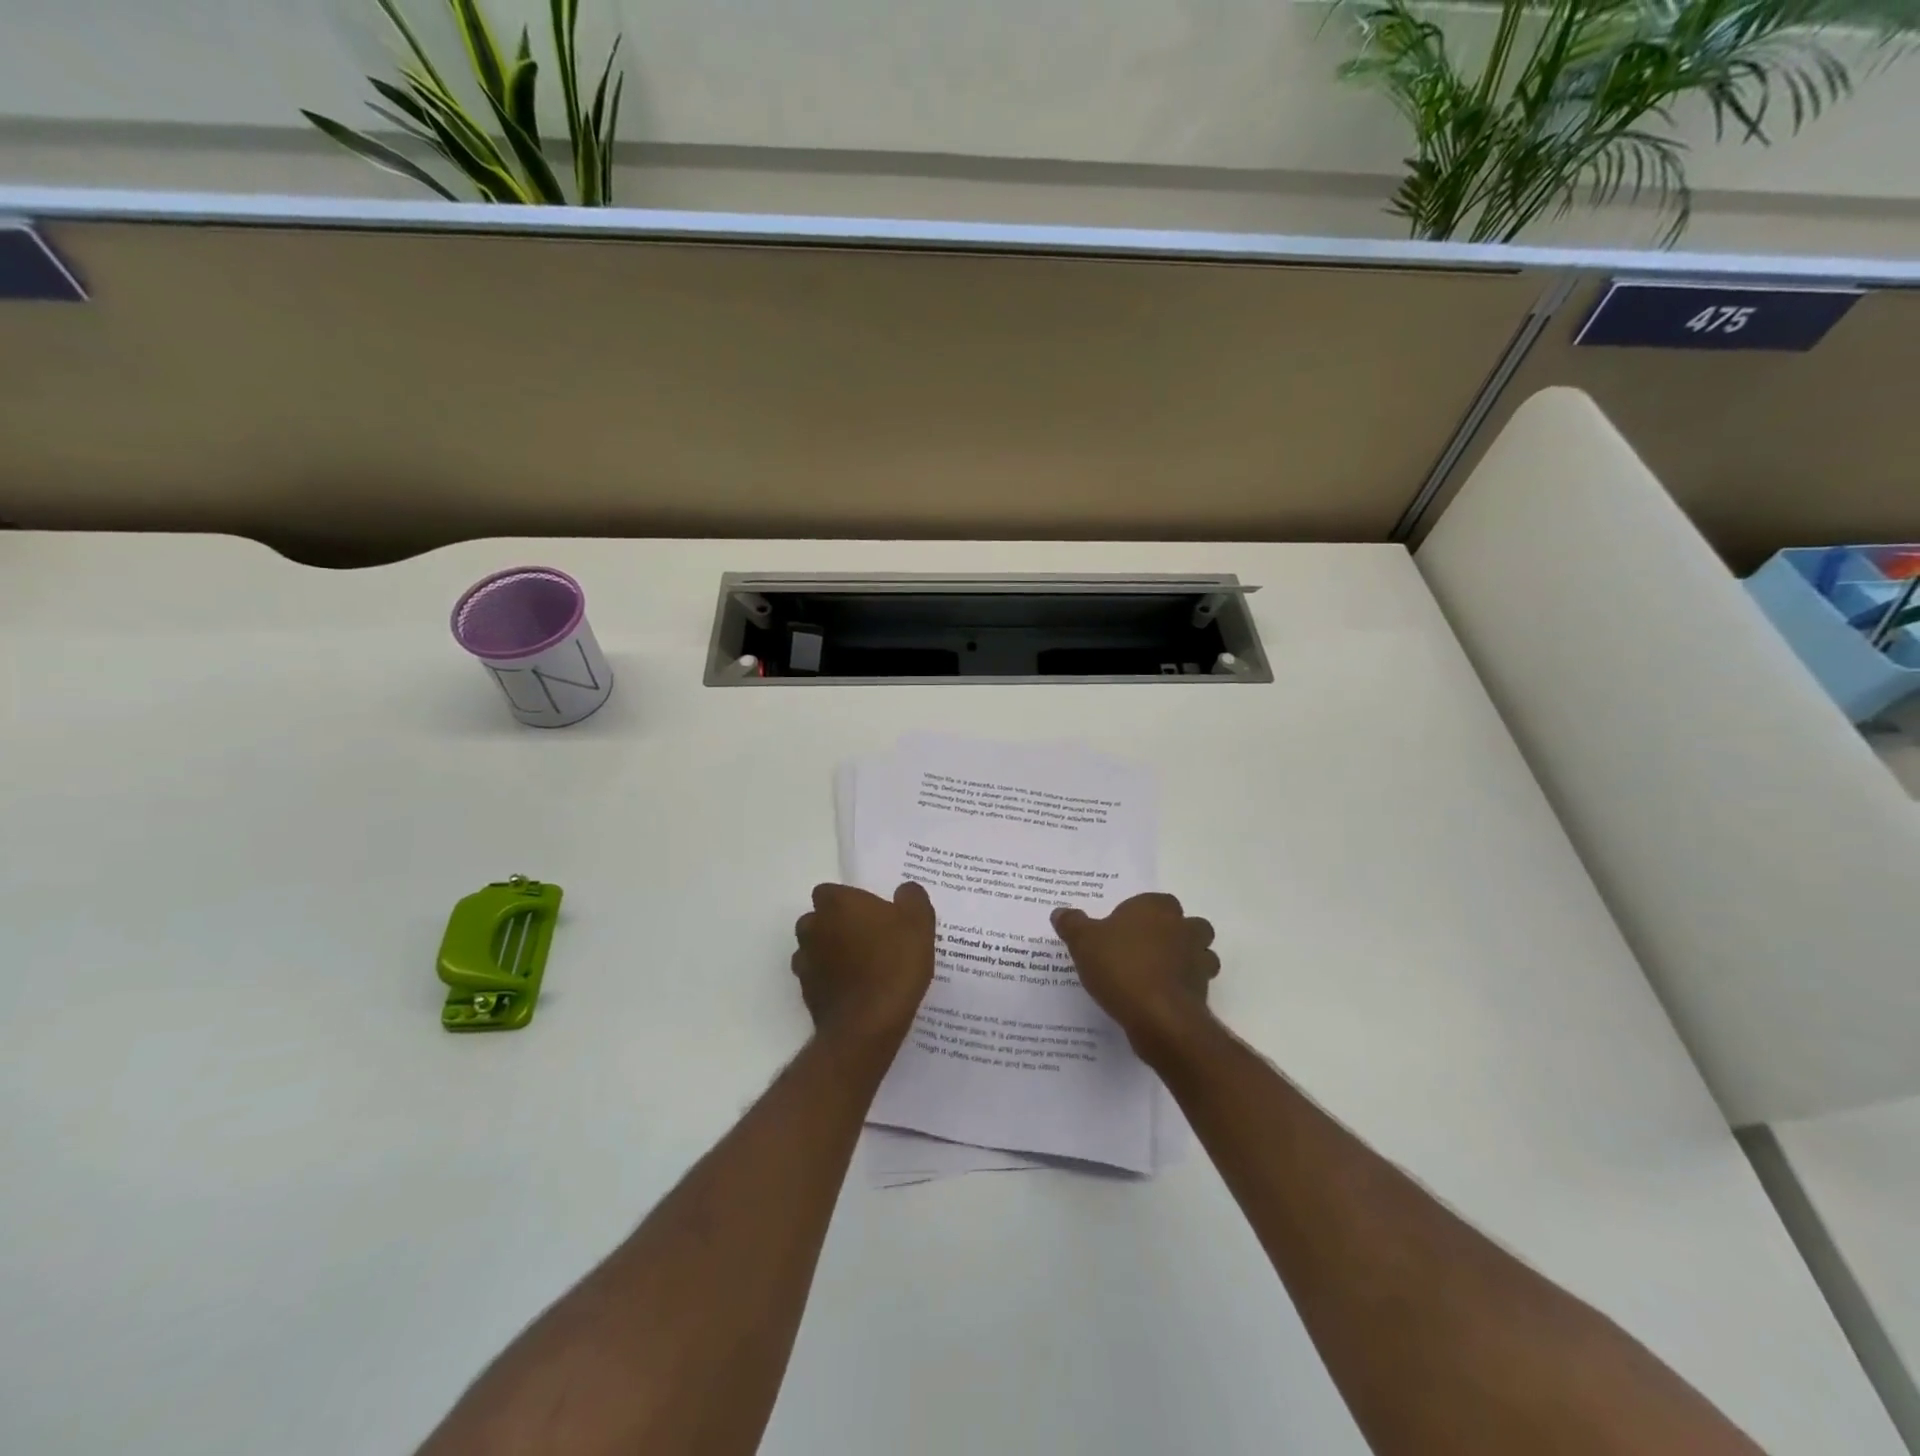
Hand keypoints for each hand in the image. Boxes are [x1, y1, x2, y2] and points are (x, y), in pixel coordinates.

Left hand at [792, 882, 936, 1045]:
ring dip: (830, 952)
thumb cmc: (894, 965)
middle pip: (819, 919)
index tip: (871, 914)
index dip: (849, 901)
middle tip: (868, 938)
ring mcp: (805, 960)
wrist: (868, 1024)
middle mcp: (813, 927)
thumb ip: (912, 899)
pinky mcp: (805, 991)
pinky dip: (829, 979)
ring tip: (861, 966)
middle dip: (837, 925)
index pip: (830, 892)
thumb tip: (905, 890)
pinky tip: (854, 990)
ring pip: (814, 948)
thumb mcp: (919, 925)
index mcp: (837, 904)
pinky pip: (816, 977)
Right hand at [1052, 893, 1218, 1061]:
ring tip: (1157, 975)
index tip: (1122, 930)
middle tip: (1144, 950)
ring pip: (1201, 953)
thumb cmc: (1121, 967)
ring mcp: (1198, 961)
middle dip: (1174, 934)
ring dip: (1186, 961)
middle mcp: (1184, 929)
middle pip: (1188, 924)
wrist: (1158, 1016)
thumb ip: (1072, 924)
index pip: (1155, 901)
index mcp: (1157, 908)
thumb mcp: (1083, 942)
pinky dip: (1183, 989)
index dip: (1140, 914)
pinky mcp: (1203, 992)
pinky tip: (1160, 999)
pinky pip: (1195, 985)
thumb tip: (1060, 912)